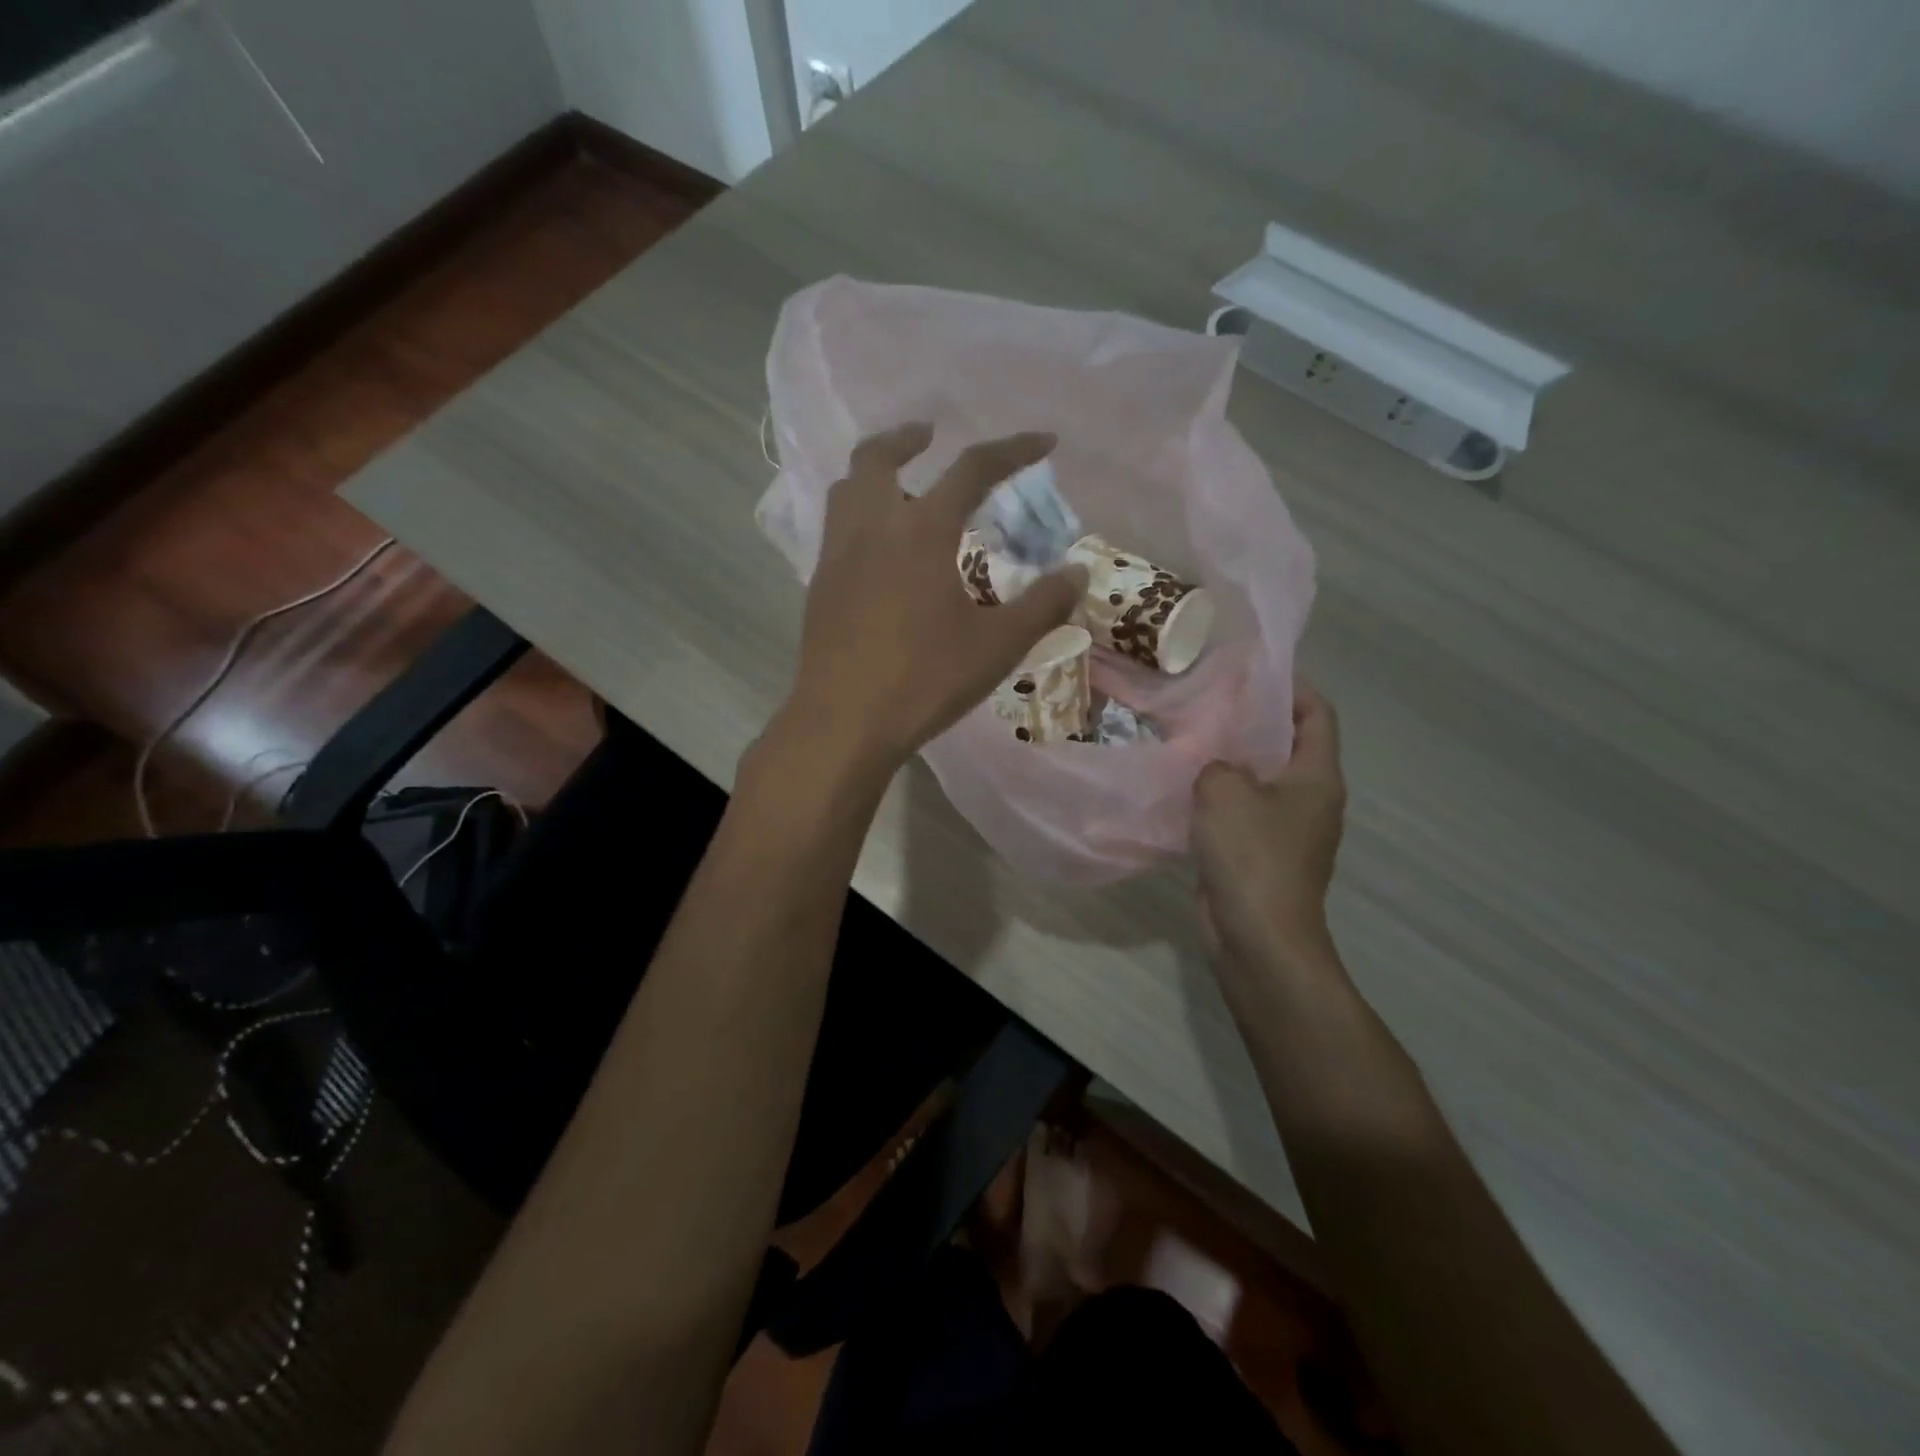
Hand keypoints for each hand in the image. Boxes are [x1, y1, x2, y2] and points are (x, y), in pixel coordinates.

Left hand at [778, 423, 1087, 776]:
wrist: (844, 722)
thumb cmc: (925, 680)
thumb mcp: (997, 645)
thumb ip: (1043, 604)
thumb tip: (1078, 573)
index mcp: (921, 532)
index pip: (972, 469)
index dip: (1012, 449)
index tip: (1043, 441)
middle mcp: (873, 528)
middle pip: (878, 457)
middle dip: (907, 437)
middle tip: (930, 435)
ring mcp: (837, 555)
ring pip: (847, 488)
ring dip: (875, 472)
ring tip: (902, 486)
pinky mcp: (819, 585)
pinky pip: (836, 527)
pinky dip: (860, 513)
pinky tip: (880, 549)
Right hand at [1192, 683, 1346, 969]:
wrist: (1259, 937)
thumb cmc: (1251, 855)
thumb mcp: (1224, 792)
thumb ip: (1216, 763)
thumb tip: (1216, 767)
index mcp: (1317, 777)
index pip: (1317, 714)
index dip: (1293, 687)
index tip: (1253, 671)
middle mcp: (1311, 799)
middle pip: (1287, 745)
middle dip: (1252, 722)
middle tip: (1208, 702)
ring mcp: (1288, 831)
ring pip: (1260, 781)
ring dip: (1230, 762)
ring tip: (1190, 739)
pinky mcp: (1262, 856)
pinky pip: (1242, 813)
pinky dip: (1219, 798)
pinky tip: (1184, 790)